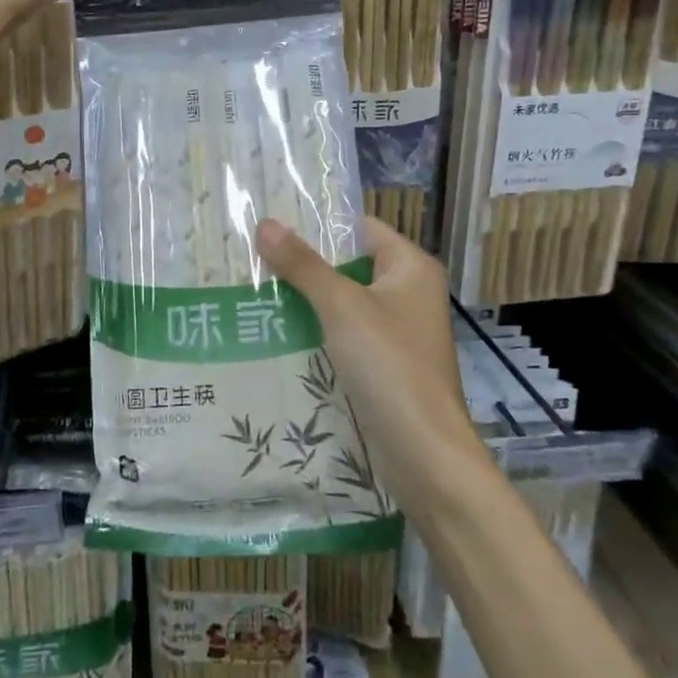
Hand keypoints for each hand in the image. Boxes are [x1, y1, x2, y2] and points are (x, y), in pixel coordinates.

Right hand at [256, 216, 478, 516]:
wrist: (424, 454)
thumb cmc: (390, 365)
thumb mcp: (341, 306)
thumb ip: (303, 265)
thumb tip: (265, 223)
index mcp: (411, 267)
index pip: (360, 228)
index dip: (319, 224)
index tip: (272, 223)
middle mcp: (409, 293)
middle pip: (349, 265)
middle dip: (304, 264)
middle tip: (253, 256)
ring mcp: (397, 332)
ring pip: (344, 303)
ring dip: (306, 300)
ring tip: (254, 290)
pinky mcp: (385, 365)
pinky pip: (345, 336)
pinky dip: (316, 332)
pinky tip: (276, 332)